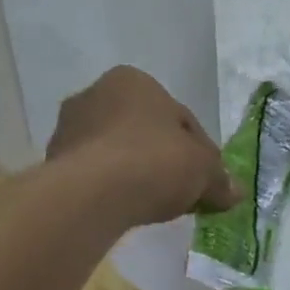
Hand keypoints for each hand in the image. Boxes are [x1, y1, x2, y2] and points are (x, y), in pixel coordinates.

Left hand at [47, 67, 240, 226]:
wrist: (92, 193)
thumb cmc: (154, 162)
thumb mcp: (203, 170)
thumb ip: (220, 179)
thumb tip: (235, 193)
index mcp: (134, 80)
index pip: (180, 117)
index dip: (200, 151)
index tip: (206, 179)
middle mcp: (96, 93)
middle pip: (144, 131)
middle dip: (163, 158)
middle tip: (182, 191)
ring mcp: (69, 127)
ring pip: (117, 151)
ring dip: (135, 172)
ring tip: (153, 204)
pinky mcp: (53, 161)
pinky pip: (95, 173)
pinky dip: (112, 187)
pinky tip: (126, 208)